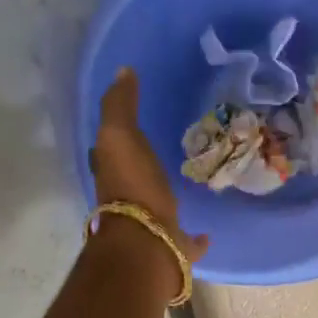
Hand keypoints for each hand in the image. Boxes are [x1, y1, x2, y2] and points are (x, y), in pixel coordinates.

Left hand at [90, 67, 207, 262]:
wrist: (147, 242)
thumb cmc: (133, 185)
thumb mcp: (120, 135)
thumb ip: (120, 105)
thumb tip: (123, 72)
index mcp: (112, 172)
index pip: (109, 148)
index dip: (117, 132)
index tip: (134, 119)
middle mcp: (125, 199)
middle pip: (132, 176)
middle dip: (143, 165)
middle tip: (165, 149)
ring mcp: (148, 225)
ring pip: (157, 206)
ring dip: (166, 196)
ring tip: (188, 185)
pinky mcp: (171, 246)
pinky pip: (184, 239)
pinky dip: (194, 237)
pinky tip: (207, 233)